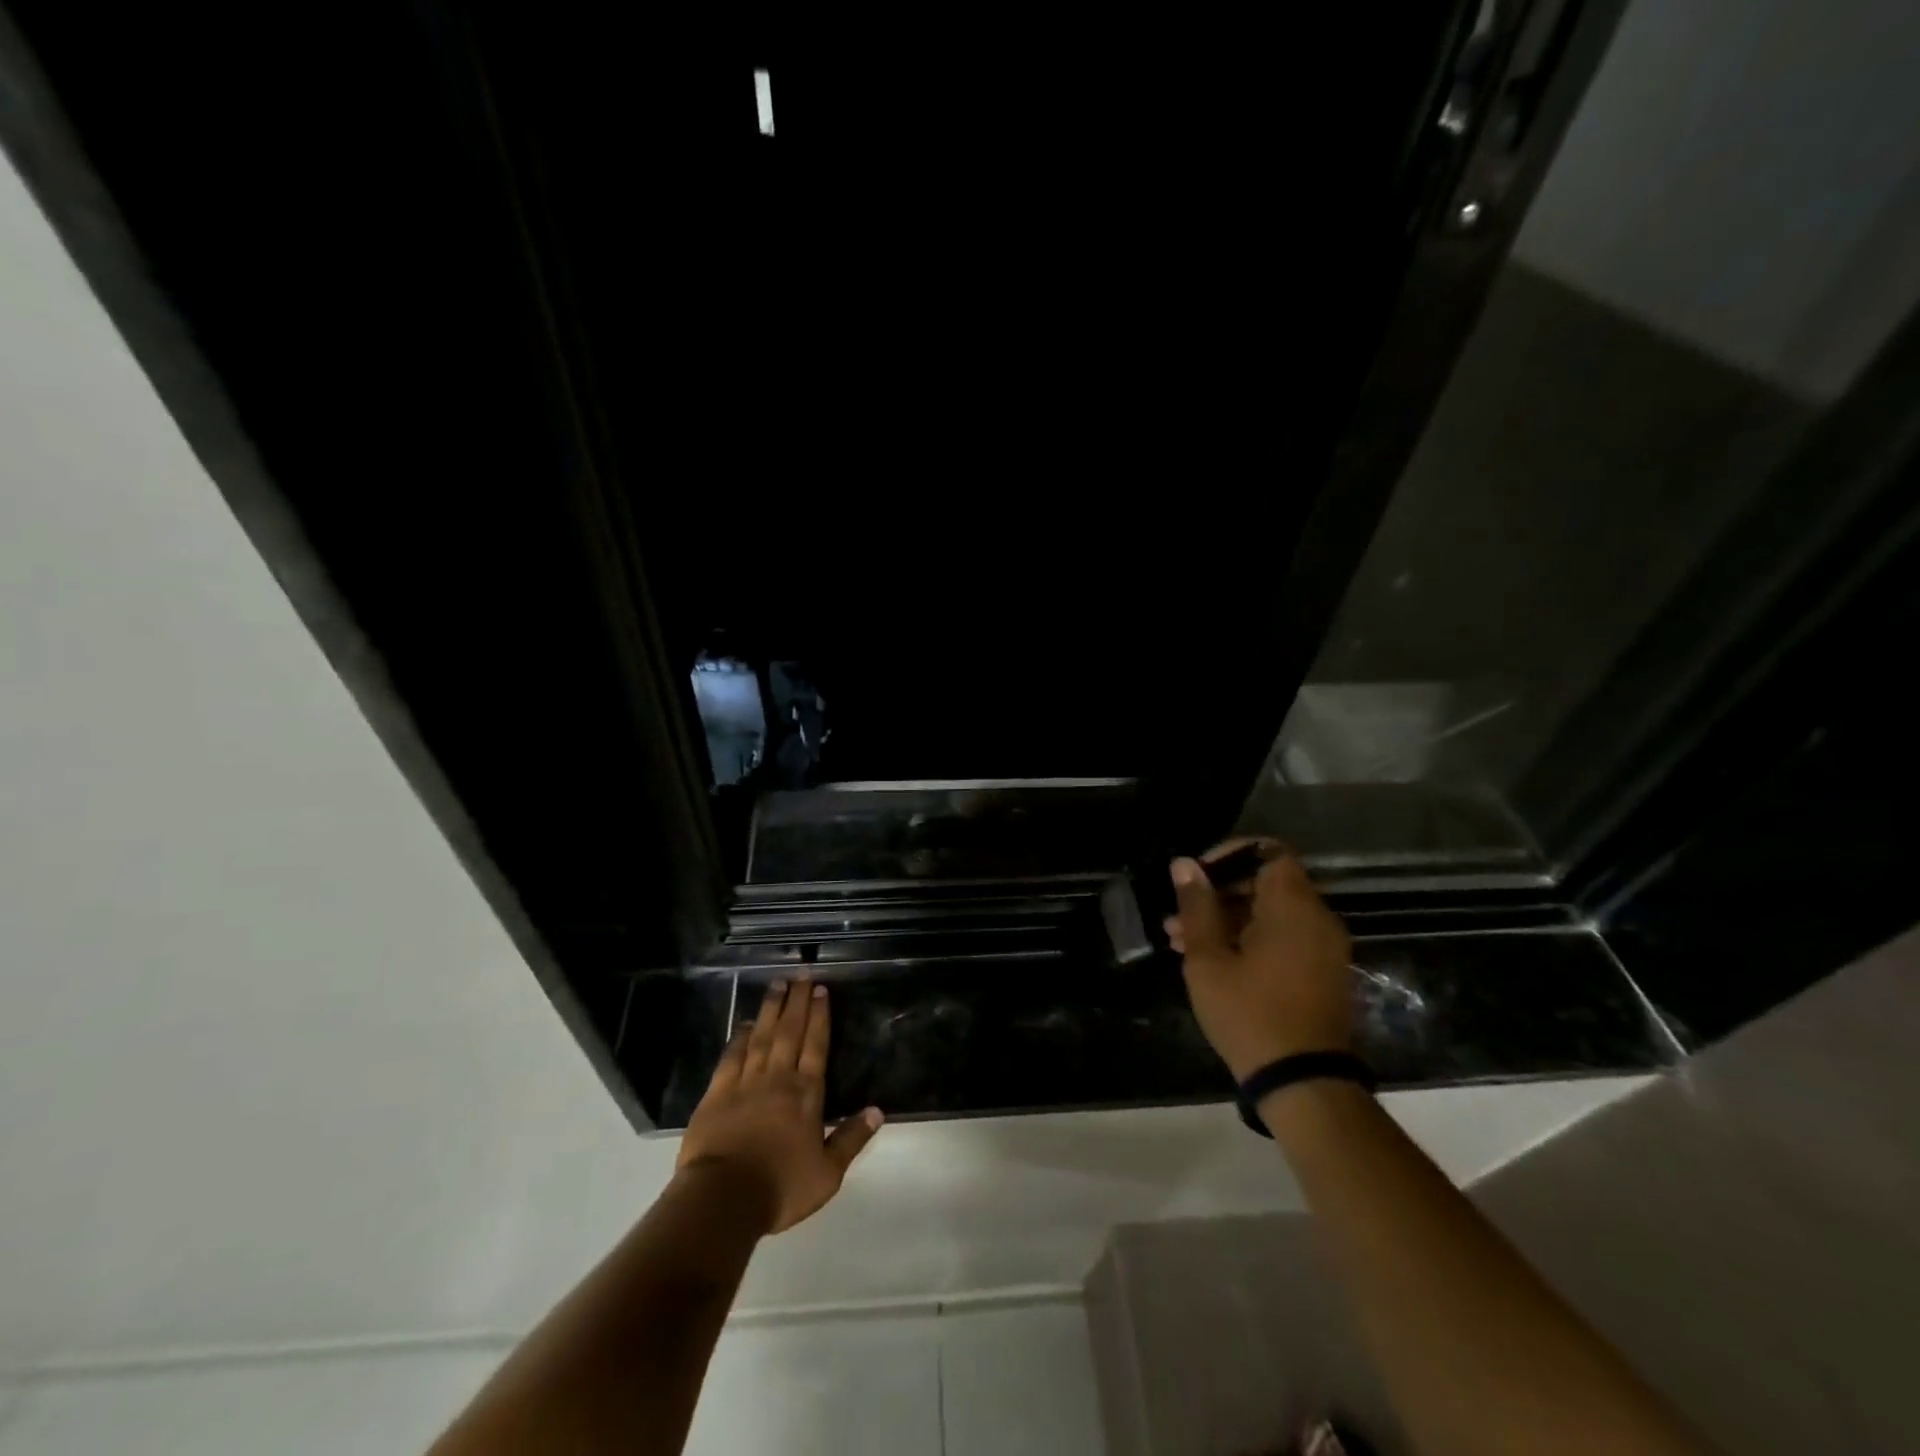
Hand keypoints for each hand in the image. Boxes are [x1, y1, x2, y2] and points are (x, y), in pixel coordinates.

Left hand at [676, 980, 882, 1234]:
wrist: (723, 1198)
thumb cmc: (780, 1187)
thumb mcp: (827, 1173)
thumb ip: (852, 1139)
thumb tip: (878, 1110)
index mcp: (806, 1094)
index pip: (816, 1045)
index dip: (820, 1016)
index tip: (820, 990)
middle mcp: (778, 1078)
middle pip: (790, 1031)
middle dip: (797, 1002)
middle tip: (801, 974)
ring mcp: (745, 1083)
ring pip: (762, 1036)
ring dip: (771, 1009)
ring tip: (777, 984)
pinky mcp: (717, 1093)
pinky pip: (732, 1056)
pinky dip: (740, 1037)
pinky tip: (746, 1024)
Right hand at [1165, 839, 1354, 1080]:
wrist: (1303, 1083)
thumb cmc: (1249, 1013)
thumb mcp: (1209, 958)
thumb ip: (1197, 907)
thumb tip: (1185, 864)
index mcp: (1293, 907)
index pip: (1268, 852)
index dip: (1230, 855)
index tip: (1196, 875)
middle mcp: (1317, 919)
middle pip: (1266, 883)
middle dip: (1218, 894)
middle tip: (1179, 916)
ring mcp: (1325, 948)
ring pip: (1271, 914)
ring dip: (1228, 920)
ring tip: (1181, 942)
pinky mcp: (1323, 973)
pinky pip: (1285, 938)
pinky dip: (1251, 939)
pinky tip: (1213, 961)